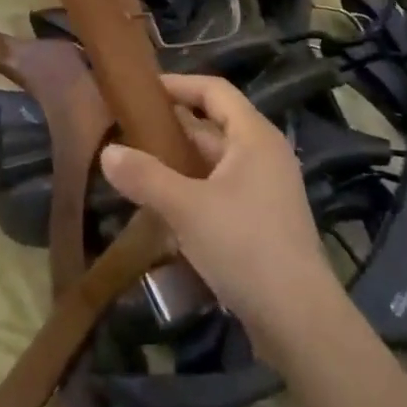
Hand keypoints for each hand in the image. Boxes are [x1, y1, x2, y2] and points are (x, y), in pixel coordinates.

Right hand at [100, 74, 338, 349]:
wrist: (300, 322)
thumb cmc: (245, 247)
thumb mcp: (186, 208)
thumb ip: (145, 177)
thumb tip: (107, 153)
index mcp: (254, 137)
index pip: (214, 90)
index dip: (179, 84)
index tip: (142, 91)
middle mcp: (265, 155)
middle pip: (214, 126)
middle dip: (172, 127)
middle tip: (129, 132)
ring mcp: (267, 190)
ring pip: (216, 162)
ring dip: (180, 163)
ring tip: (138, 168)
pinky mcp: (264, 222)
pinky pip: (222, 191)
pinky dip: (194, 191)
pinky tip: (165, 209)